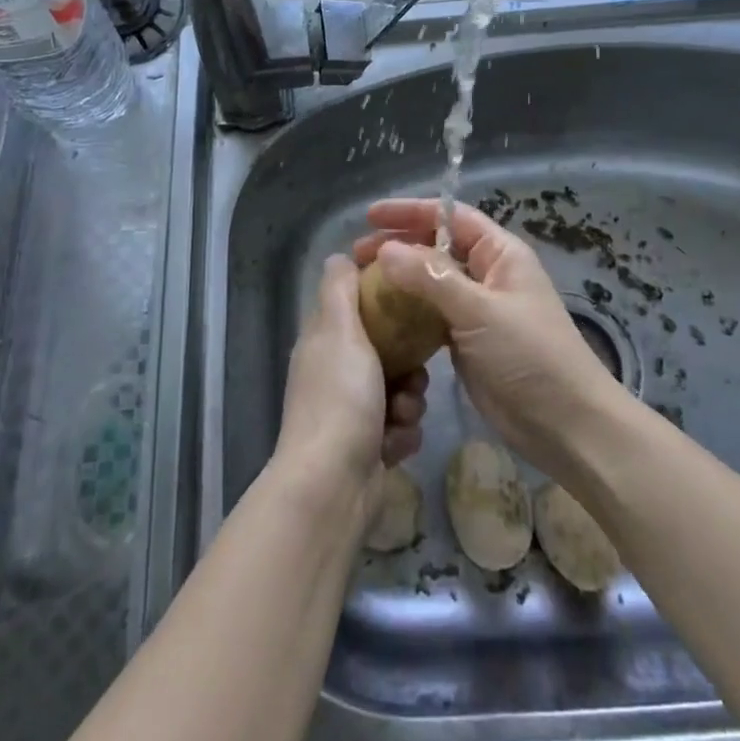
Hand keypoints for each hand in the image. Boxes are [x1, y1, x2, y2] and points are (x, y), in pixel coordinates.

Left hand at [274, 254, 427, 519]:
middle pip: (387, 348)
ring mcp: (350, 410)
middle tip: (415, 372)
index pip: (358, 304)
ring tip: (403, 414)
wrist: (333, 484)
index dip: (385, 298)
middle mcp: (335, 371)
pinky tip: (395, 443)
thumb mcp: (339, 330)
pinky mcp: (368, 444)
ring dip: (409, 401)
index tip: (413, 299)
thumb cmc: (340, 398)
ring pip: (400, 387)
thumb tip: (339, 256)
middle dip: (409, 363)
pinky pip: (400, 424)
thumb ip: (340, 289)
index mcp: (324, 340)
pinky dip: (402, 433)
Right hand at [352, 199, 627, 478]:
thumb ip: (430, 278)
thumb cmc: (530, 356)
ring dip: (398, 280)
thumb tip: (385, 250)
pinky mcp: (467, 341)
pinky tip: (380, 318)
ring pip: (430, 283)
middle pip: (436, 248)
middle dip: (398, 246)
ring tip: (361, 285)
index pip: (450, 217)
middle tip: (357, 255)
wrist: (566, 425)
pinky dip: (406, 312)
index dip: (410, 212)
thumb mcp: (480, 311)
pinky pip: (430, 316)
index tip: (371, 215)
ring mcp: (477, 309)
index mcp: (500, 254)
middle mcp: (488, 274)